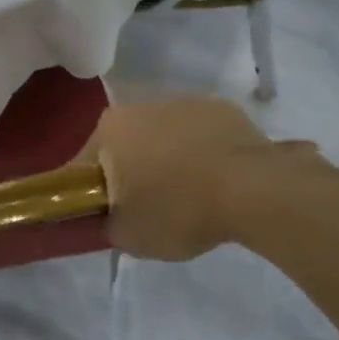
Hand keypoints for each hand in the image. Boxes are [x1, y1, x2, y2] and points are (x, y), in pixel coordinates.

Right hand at [80, 96, 326, 260]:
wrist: (253, 191)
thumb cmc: (177, 210)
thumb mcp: (127, 236)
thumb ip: (107, 224)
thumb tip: (111, 218)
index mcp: (109, 129)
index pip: (85, 165)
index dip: (92, 193)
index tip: (107, 216)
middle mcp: (141, 106)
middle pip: (126, 146)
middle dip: (131, 173)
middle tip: (148, 210)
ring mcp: (186, 103)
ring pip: (164, 138)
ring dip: (168, 161)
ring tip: (190, 199)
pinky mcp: (224, 110)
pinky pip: (201, 137)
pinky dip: (203, 155)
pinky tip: (218, 184)